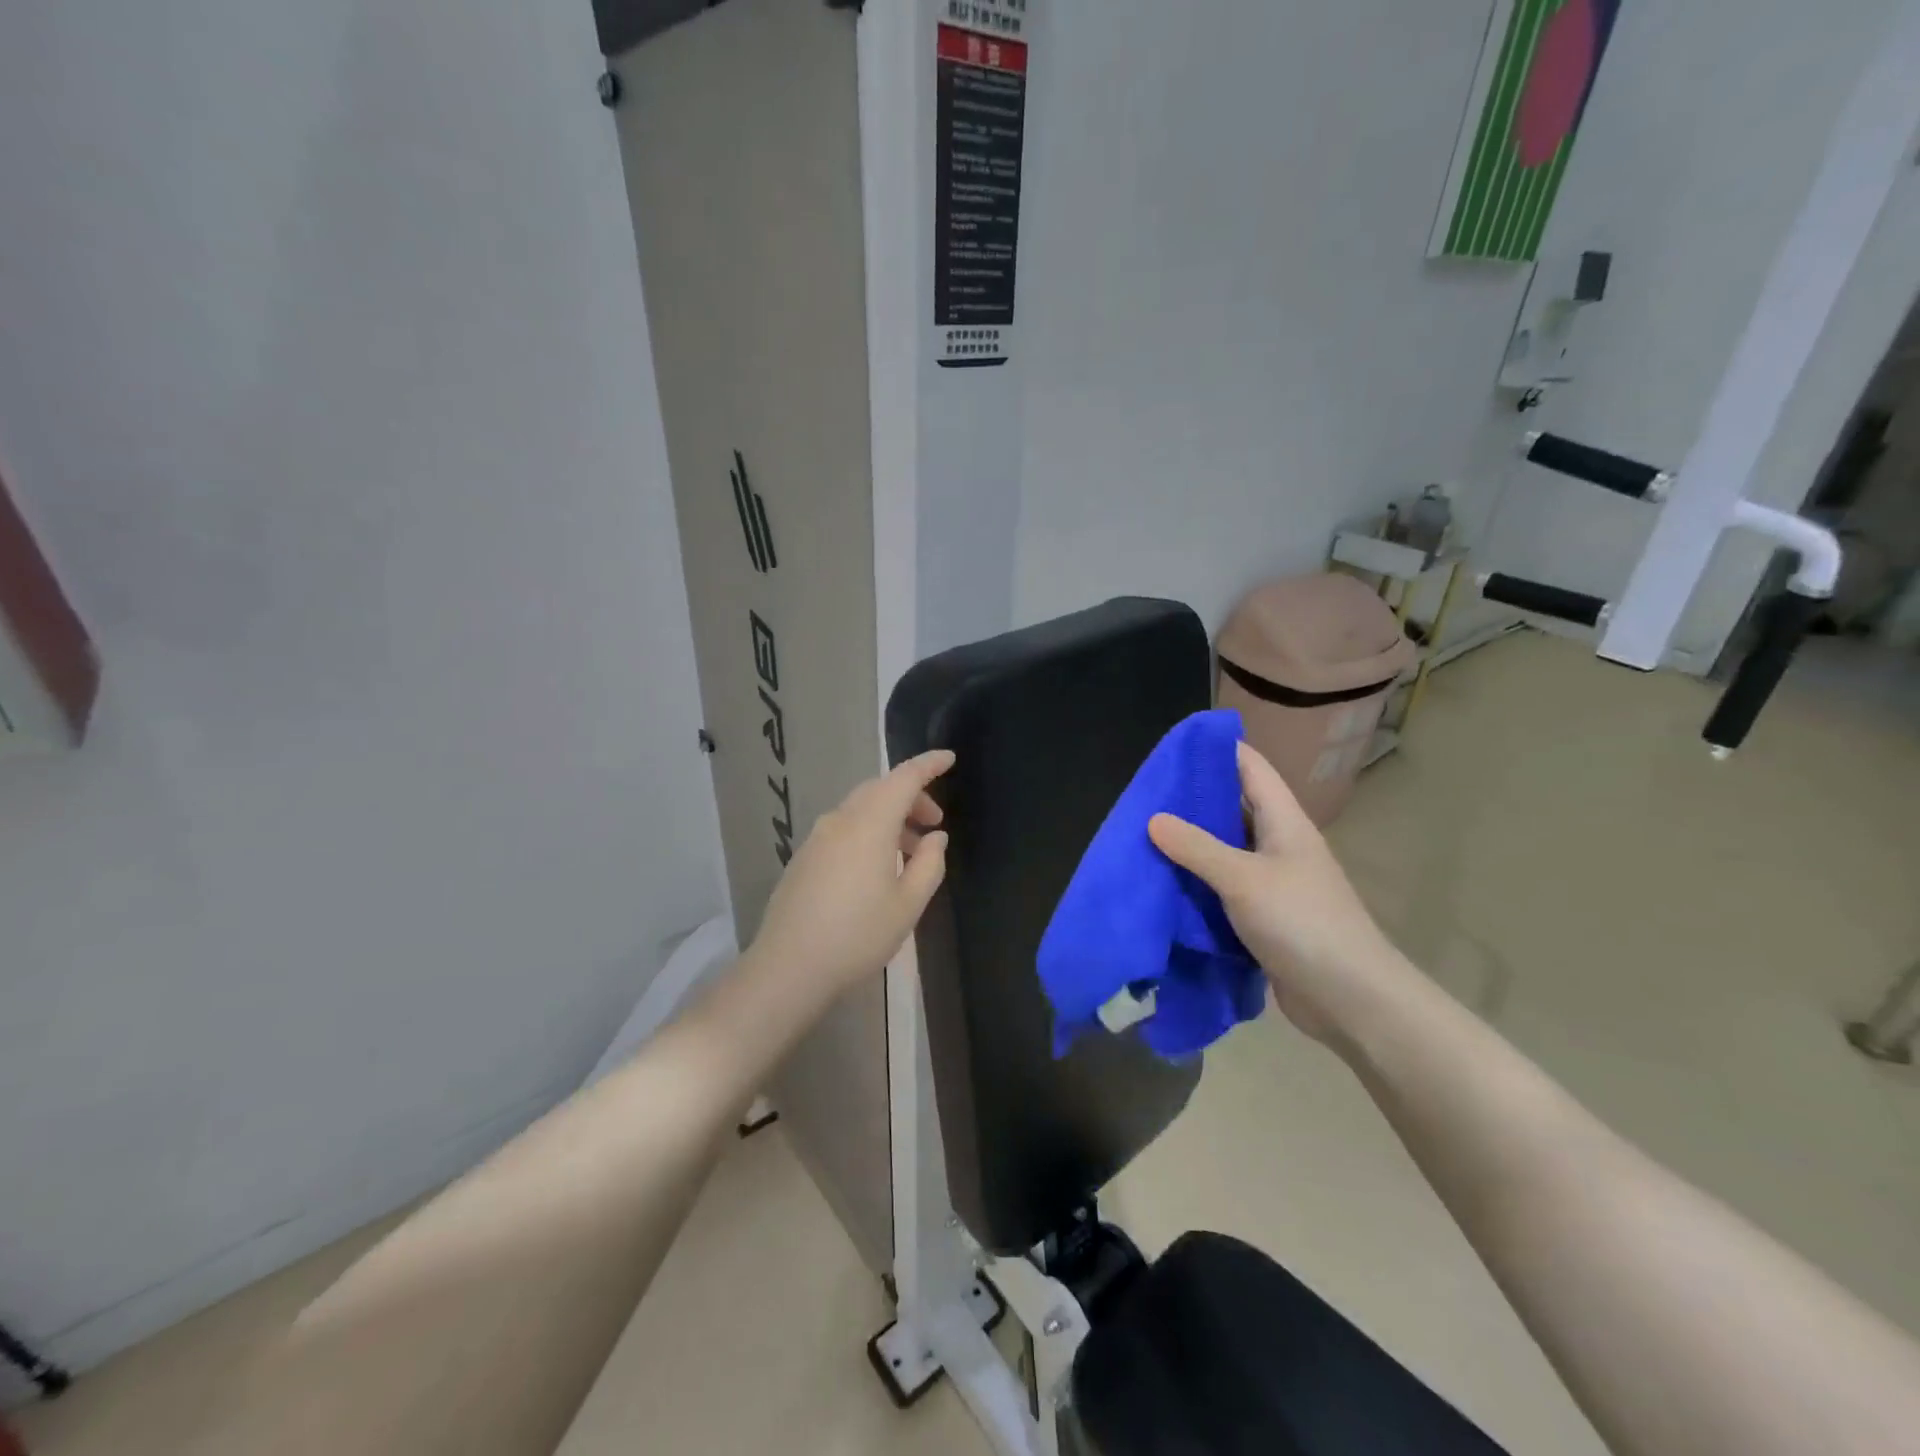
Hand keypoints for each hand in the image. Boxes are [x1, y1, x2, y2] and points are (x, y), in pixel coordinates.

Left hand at [747, 751, 954, 1008]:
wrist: (789, 966)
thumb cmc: (858, 935)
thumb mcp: (908, 904)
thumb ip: (930, 864)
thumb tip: (935, 838)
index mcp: (870, 824)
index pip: (904, 778)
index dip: (928, 764)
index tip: (949, 758)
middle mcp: (840, 820)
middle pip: (880, 790)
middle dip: (911, 798)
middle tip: (934, 825)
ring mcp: (817, 838)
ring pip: (861, 810)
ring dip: (890, 819)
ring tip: (910, 854)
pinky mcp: (804, 857)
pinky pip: (844, 829)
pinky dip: (868, 833)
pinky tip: (877, 869)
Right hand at [1149, 743, 1412, 1044]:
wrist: (1350, 999)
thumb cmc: (1302, 923)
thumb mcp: (1243, 879)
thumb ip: (1197, 847)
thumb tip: (1154, 818)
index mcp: (1284, 822)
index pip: (1250, 767)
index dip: (1216, 750)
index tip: (1173, 746)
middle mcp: (1280, 844)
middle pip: (1235, 806)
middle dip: (1193, 798)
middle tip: (1146, 795)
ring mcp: (1274, 880)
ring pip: (1226, 848)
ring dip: (1192, 843)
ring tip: (1146, 834)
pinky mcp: (1265, 915)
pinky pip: (1225, 886)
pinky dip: (1198, 880)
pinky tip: (1166, 881)